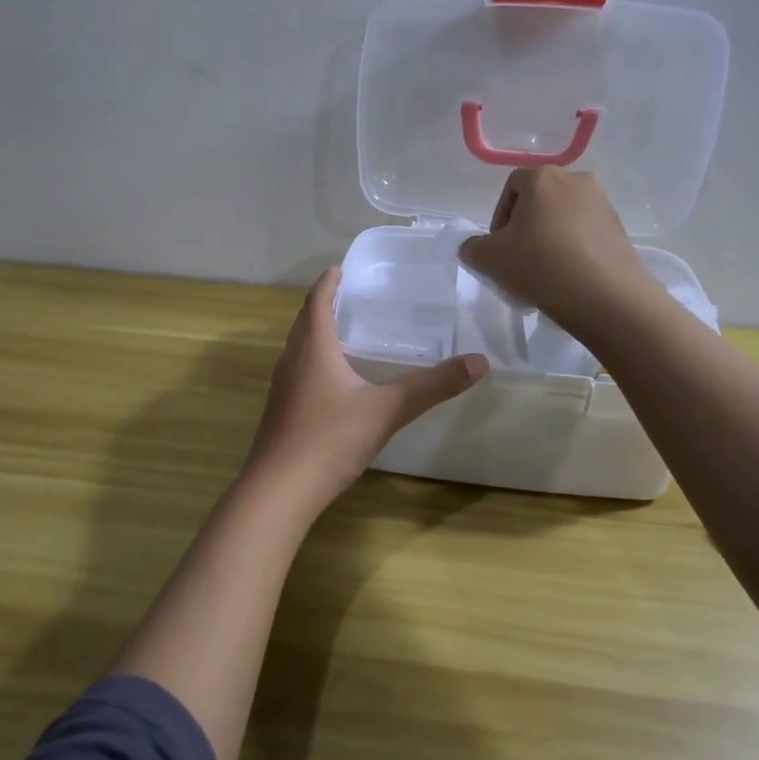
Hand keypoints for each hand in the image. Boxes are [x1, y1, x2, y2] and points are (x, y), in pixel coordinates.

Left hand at [243, 268, 486, 508]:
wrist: (279, 490)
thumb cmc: (331, 439)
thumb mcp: (388, 410)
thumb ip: (432, 387)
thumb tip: (479, 362)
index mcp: (314, 348)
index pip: (317, 301)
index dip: (328, 283)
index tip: (339, 269)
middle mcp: (291, 360)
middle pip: (304, 322)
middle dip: (322, 305)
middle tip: (346, 296)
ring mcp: (281, 388)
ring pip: (297, 348)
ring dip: (314, 334)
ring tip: (340, 334)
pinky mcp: (279, 412)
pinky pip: (296, 373)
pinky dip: (311, 362)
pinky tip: (330, 383)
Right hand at [457, 168, 656, 339]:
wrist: (605, 297)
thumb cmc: (540, 266)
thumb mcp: (490, 259)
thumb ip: (473, 248)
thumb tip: (475, 248)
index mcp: (543, 177)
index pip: (512, 186)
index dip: (500, 216)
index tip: (499, 247)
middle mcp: (576, 180)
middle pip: (540, 199)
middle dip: (525, 226)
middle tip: (518, 258)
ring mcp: (603, 203)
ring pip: (564, 216)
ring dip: (549, 237)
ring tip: (544, 270)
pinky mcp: (619, 228)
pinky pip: (585, 232)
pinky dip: (572, 248)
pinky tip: (568, 276)